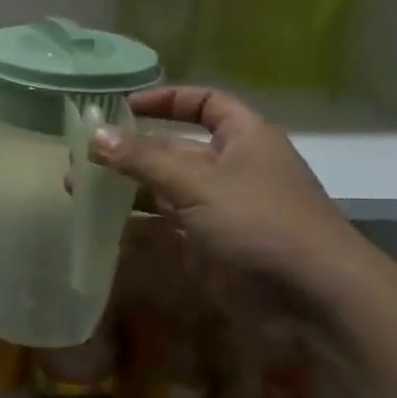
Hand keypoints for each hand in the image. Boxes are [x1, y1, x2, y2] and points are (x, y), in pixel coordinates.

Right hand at [88, 86, 368, 298]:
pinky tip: (103, 224)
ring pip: (167, 187)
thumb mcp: (197, 184)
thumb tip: (94, 134)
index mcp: (244, 138)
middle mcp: (233, 167)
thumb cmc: (261, 223)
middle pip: (175, 148)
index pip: (205, 103)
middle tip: (81, 156)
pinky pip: (169, 223)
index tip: (123, 107)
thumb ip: (142, 160)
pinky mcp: (213, 243)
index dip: (166, 100)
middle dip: (130, 150)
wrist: (317, 297)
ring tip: (78, 189)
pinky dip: (139, 221)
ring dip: (127, 187)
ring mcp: (223, 207)